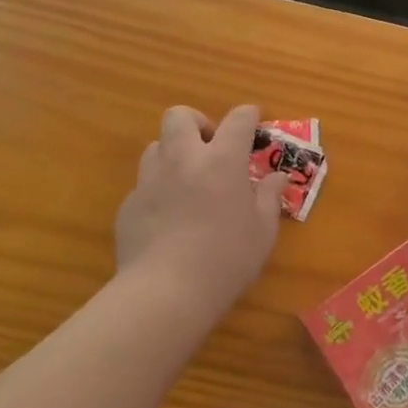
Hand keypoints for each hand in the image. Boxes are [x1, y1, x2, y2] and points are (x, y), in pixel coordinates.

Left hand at [116, 104, 283, 311]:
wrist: (164, 293)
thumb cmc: (225, 260)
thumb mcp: (262, 232)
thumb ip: (269, 197)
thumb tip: (277, 177)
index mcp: (221, 161)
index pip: (238, 120)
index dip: (249, 114)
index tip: (254, 119)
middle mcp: (183, 159)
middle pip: (181, 116)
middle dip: (197, 122)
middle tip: (211, 146)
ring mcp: (151, 180)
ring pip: (156, 145)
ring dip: (174, 153)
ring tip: (188, 180)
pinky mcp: (129, 204)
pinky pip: (144, 183)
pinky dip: (159, 189)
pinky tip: (168, 217)